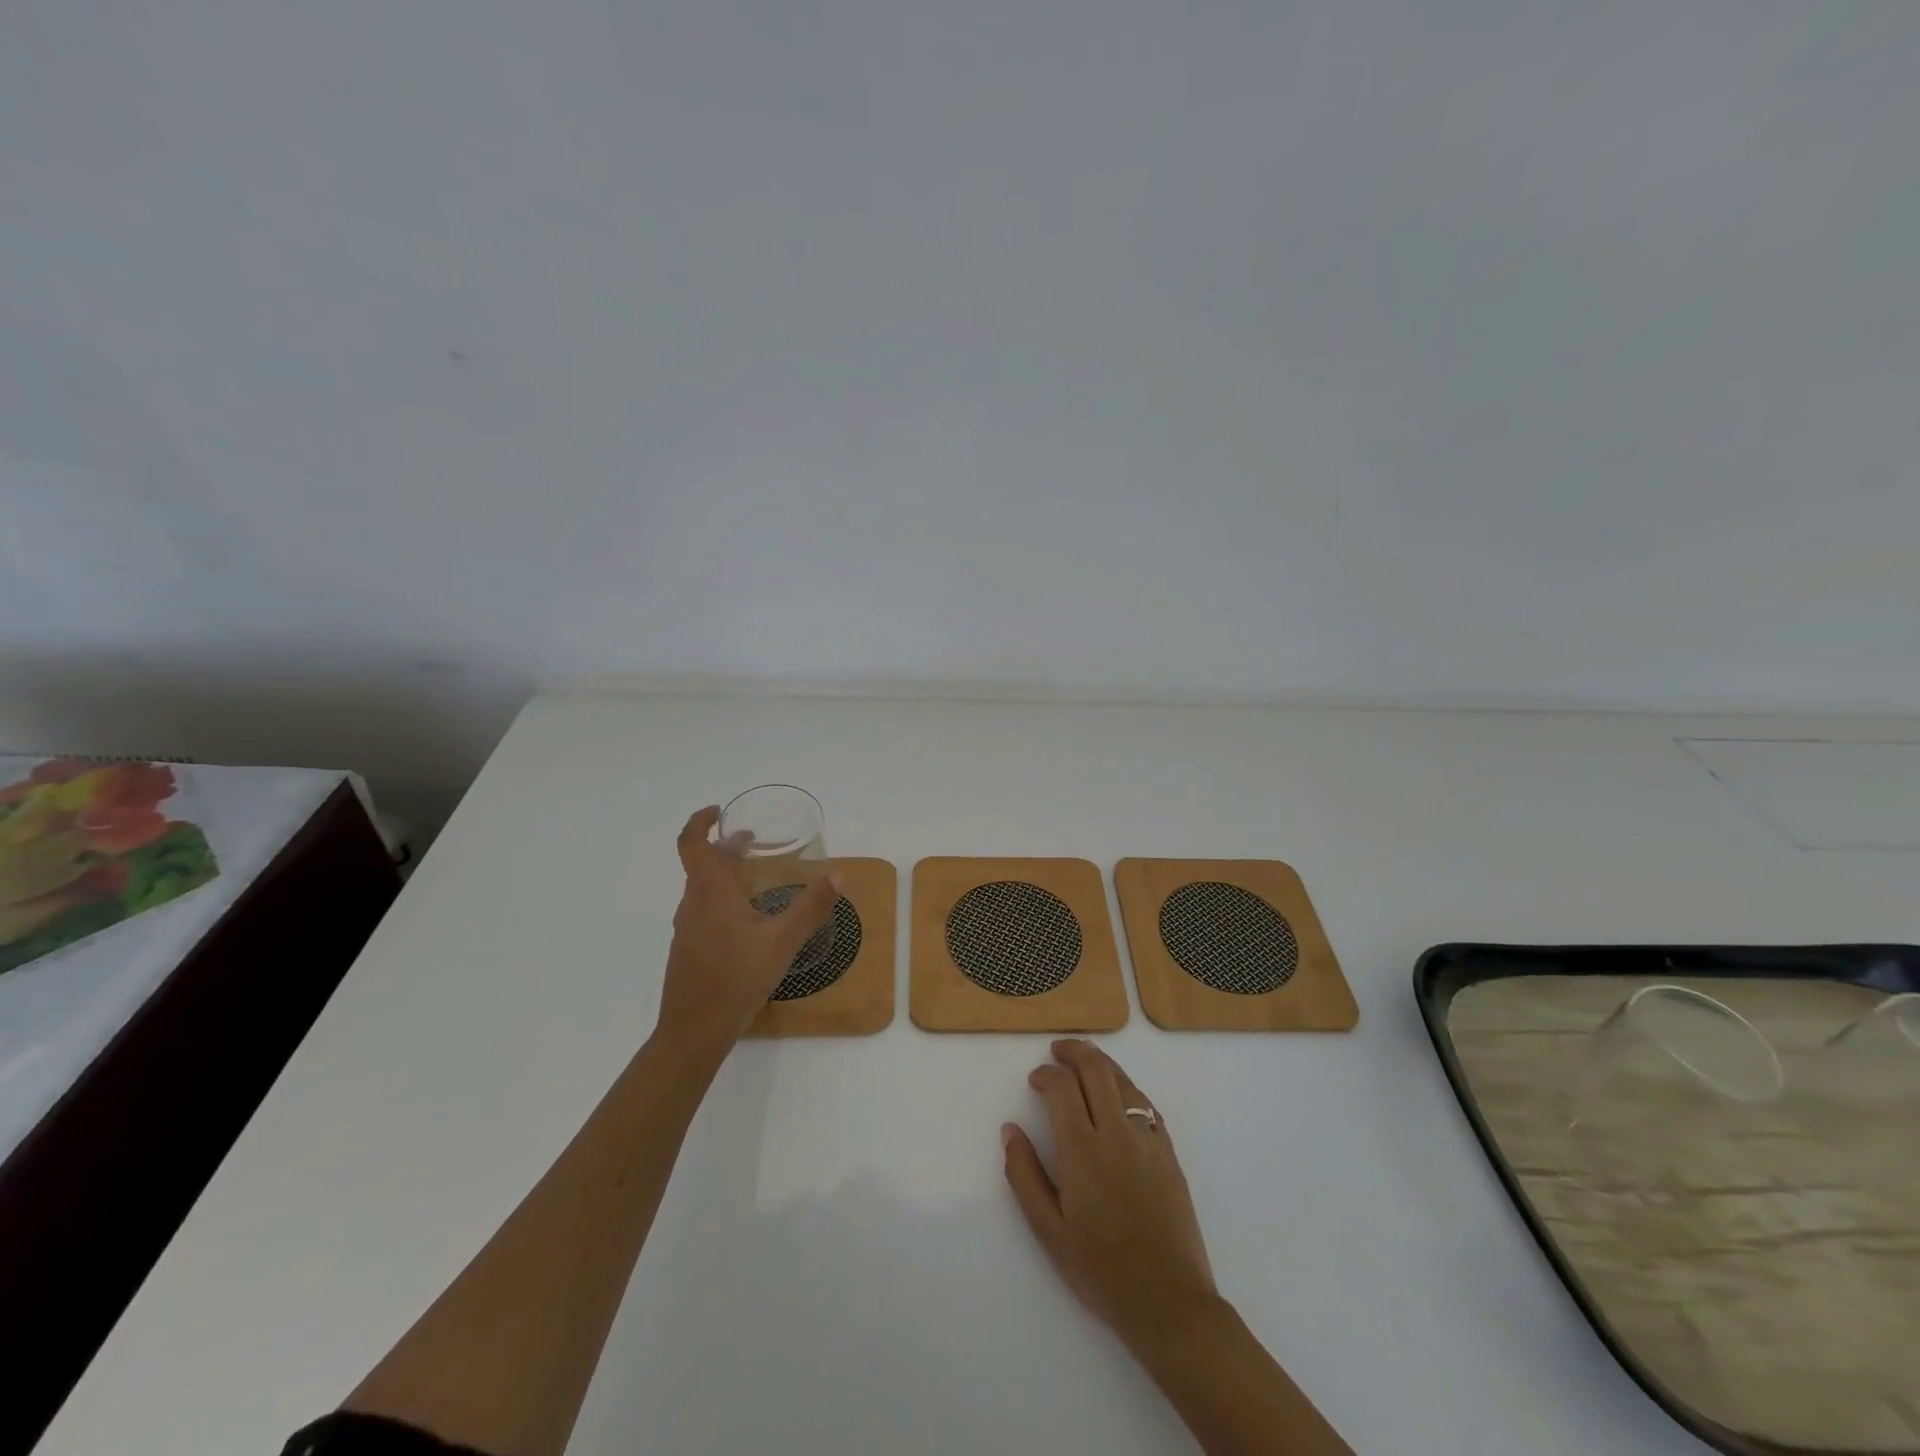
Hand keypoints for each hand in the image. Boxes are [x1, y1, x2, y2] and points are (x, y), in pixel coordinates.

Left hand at [655, 806, 839, 1055]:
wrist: (694, 1031)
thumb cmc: (737, 979)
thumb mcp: (783, 941)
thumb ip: (811, 907)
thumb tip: (839, 875)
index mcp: (710, 893)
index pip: (692, 843)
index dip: (700, 822)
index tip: (719, 811)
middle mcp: (692, 904)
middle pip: (703, 865)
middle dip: (727, 849)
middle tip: (754, 843)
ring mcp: (686, 929)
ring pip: (703, 889)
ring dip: (725, 875)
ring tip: (754, 879)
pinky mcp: (689, 949)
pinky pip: (703, 910)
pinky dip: (722, 899)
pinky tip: (747, 921)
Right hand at [1002, 1040, 1217, 1348]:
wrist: (1169, 1302)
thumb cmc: (1101, 1270)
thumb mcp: (1048, 1231)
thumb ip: (1024, 1175)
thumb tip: (1010, 1130)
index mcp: (1082, 1149)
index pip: (1062, 1087)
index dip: (1046, 1074)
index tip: (1035, 1079)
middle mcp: (1116, 1132)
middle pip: (1095, 1069)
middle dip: (1073, 1052)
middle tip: (1058, 1052)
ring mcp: (1148, 1140)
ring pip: (1123, 1081)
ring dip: (1101, 1063)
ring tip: (1085, 1062)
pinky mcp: (1169, 1153)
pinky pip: (1147, 1104)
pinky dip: (1127, 1088)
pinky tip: (1119, 1096)